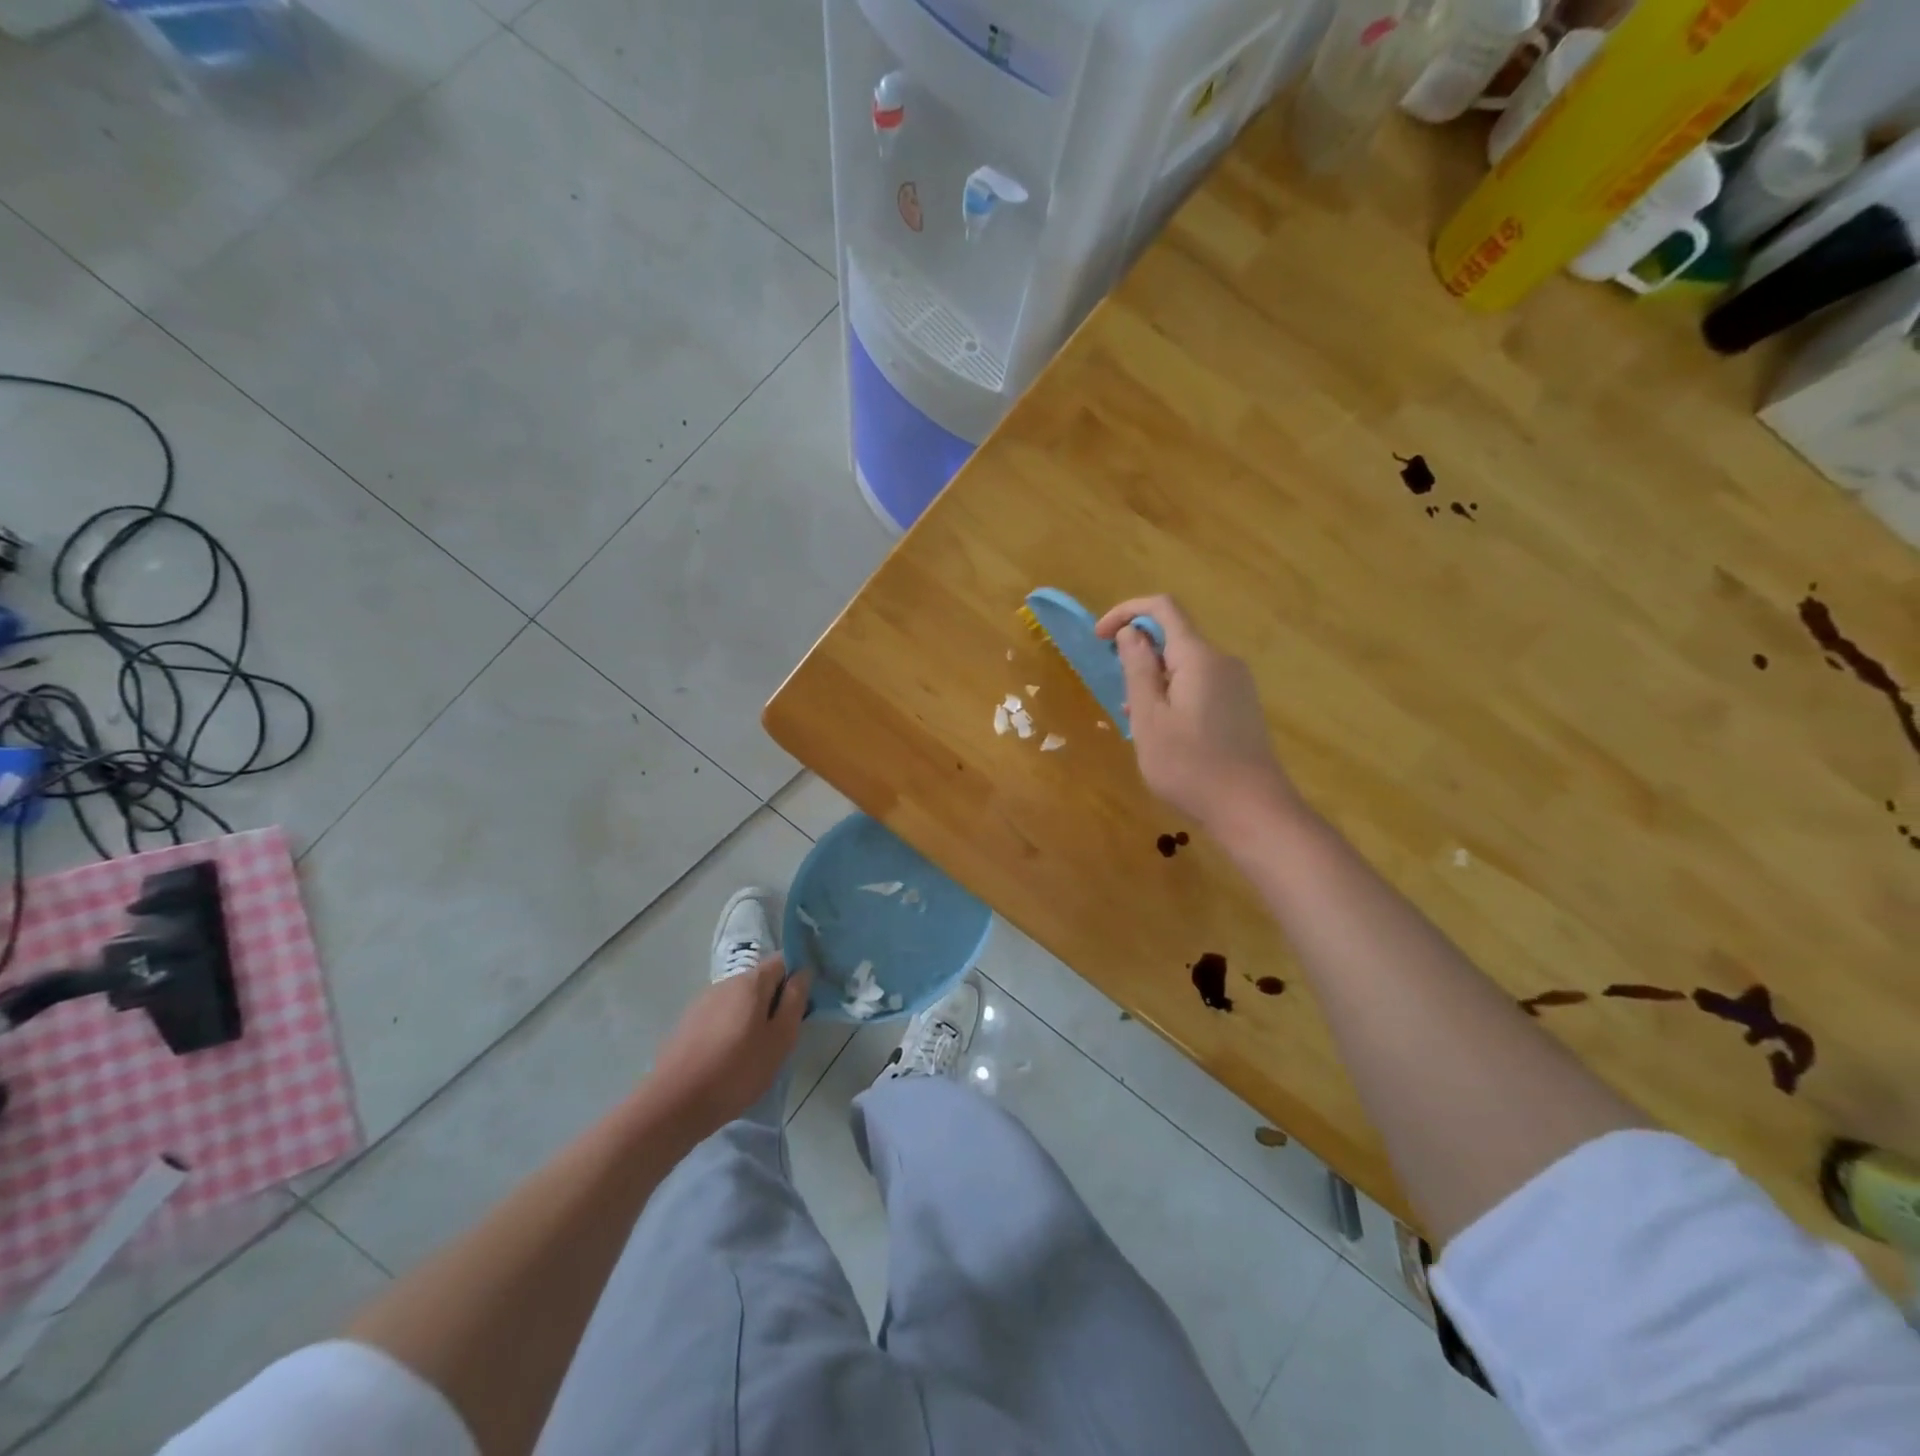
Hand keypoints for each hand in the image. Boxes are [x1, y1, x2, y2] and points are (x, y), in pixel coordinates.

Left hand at [645, 955, 809, 1135]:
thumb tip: (803, 972)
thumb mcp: (779, 1039)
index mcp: (750, 982)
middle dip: (774, 1001)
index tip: (802, 1007)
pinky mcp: (688, 1023)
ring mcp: (703, 1002)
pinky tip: (729, 1058)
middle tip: (781, 1036)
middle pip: (760, 981)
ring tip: (755, 1051)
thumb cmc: (736, 1071)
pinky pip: (720, 1015)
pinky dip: (731, 1028)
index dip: (796, 978)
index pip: (782, 961)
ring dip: (752, 1016)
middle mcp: (725, 983)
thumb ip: (795, 1000)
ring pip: (739, 1000)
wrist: (673, 1104)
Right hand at [1096, 594, 1302, 833]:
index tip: (1100, 638)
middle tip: (1116, 690)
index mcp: (1199, 657)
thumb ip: (1138, 670)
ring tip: (1134, 719)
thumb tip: (1132, 632)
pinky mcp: (1241, 707)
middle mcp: (1223, 662)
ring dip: (1154, 679)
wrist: (1252, 809)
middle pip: (1174, 637)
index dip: (1126, 612)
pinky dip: (1173, 694)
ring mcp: (1237, 685)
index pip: (1163, 608)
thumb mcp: (1149, 719)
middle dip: (1139, 653)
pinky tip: (1162, 732)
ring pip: (1185, 665)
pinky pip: (1200, 685)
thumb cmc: (1190, 765)